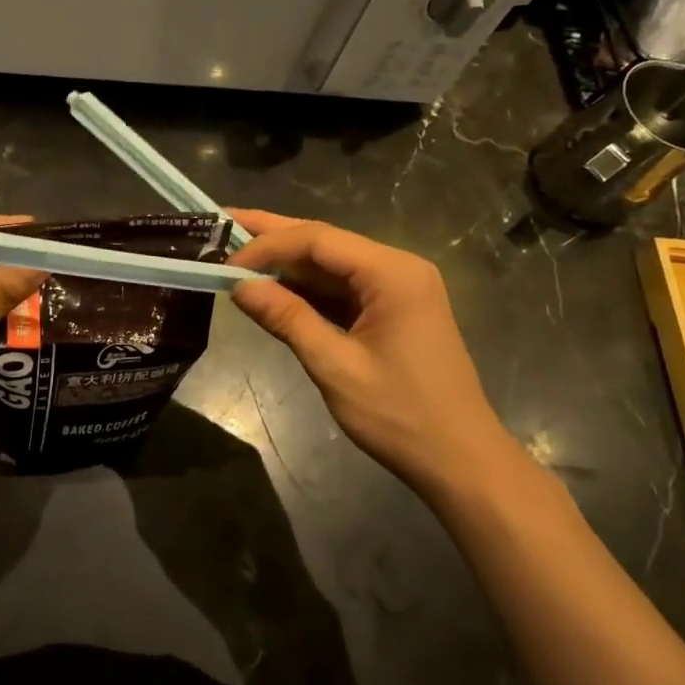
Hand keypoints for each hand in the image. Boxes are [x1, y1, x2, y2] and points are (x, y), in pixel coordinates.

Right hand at [226, 209, 503, 489]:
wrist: (461, 461)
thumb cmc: (401, 415)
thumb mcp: (335, 366)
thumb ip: (287, 319)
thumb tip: (240, 286)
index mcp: (392, 273)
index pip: (317, 240)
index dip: (267, 245)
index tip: (226, 263)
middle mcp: (397, 268)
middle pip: (324, 241)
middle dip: (273, 234)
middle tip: (223, 222)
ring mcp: (397, 288)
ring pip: (331, 263)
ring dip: (286, 262)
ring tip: (237, 250)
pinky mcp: (392, 309)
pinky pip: (342, 287)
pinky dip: (306, 288)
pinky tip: (273, 285)